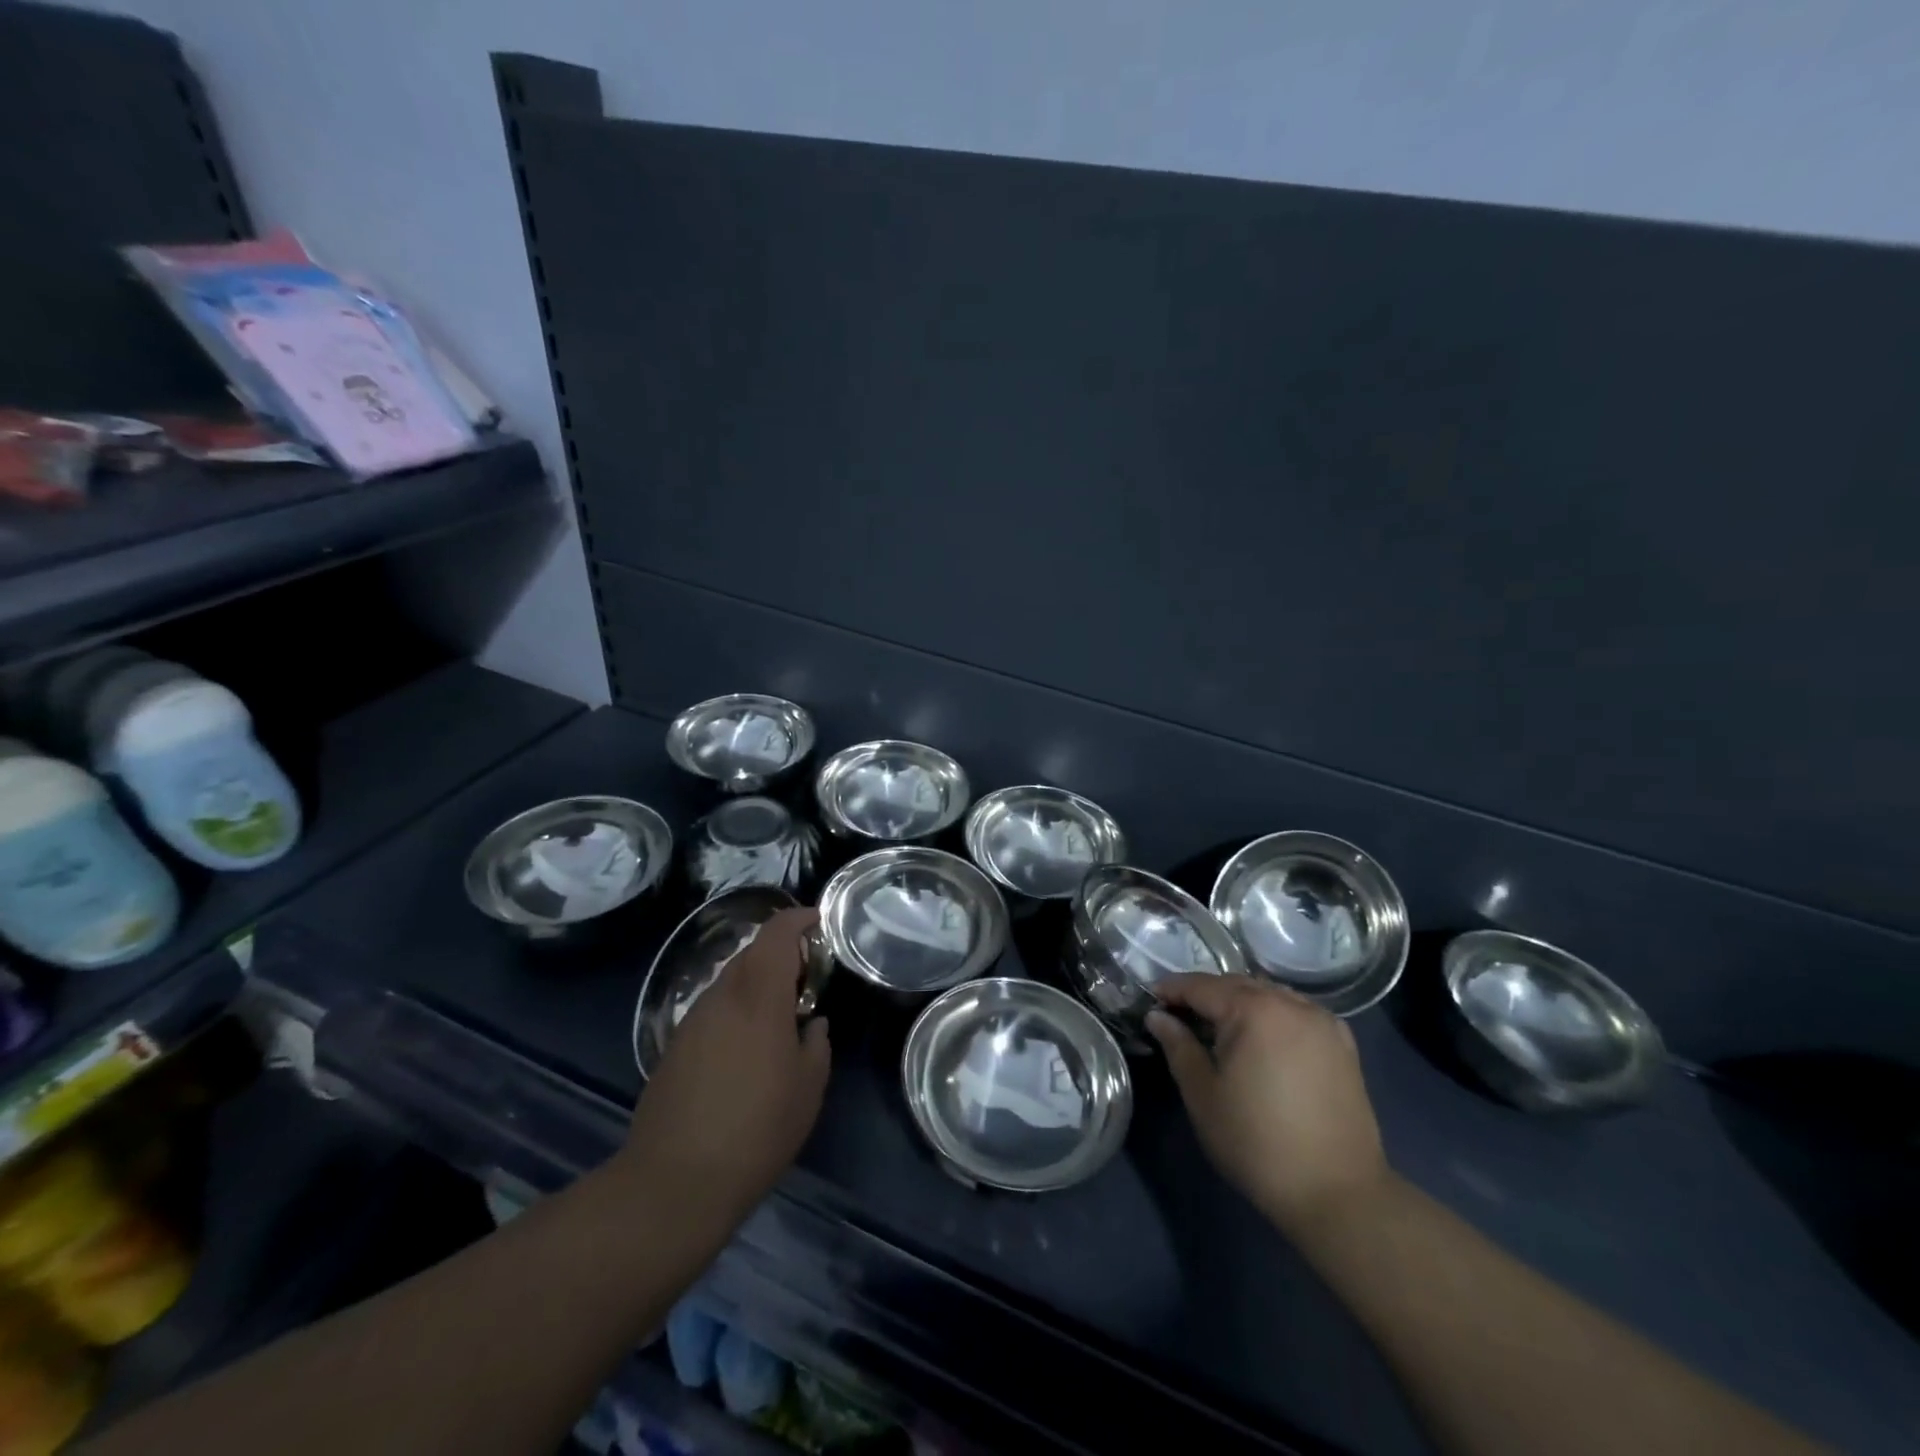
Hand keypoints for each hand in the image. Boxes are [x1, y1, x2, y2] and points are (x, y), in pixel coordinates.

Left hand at [622, 908, 830, 1223]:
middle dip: (780, 953)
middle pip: (751, 953)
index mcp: (759, 997)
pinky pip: (713, 1009)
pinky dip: (736, 1009)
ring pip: (730, 981)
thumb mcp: (808, 1087)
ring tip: (779, 1014)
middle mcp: (722, 996)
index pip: (776, 934)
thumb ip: (817, 1044)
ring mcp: (693, 1020)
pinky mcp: (675, 1046)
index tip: (816, 920)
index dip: (797, 918)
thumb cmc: (757, 1129)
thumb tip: (813, 1025)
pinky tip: (746, 1047)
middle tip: (806, 976)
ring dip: (756, 983)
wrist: (674, 1181)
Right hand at [1148, 975, 1389, 1234]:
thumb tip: (1158, 1017)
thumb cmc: (1257, 1143)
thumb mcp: (1203, 1094)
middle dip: (1205, 995)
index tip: (1150, 1000)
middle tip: (1180, 1016)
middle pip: (1236, 985)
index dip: (1171, 990)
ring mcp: (1322, 1021)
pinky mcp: (1342, 1043)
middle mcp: (1290, 1003)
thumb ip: (1178, 1046)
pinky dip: (1273, 1014)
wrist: (1338, 1194)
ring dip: (1239, 1002)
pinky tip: (1263, 1039)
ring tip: (1219, 1028)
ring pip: (1268, 994)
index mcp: (1253, 1010)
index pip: (1201, 986)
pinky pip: (1297, 1012)